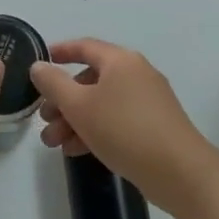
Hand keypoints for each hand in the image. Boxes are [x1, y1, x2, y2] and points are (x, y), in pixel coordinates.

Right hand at [29, 38, 218, 214]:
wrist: (180, 173)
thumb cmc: (124, 130)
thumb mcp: (80, 106)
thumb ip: (54, 84)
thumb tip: (39, 66)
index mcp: (120, 60)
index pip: (84, 46)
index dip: (60, 52)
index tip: (40, 63)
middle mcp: (136, 73)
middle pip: (90, 79)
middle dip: (62, 100)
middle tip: (44, 119)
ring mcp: (148, 100)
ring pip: (102, 103)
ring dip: (75, 120)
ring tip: (54, 143)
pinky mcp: (154, 126)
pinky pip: (116, 120)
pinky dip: (95, 130)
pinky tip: (76, 151)